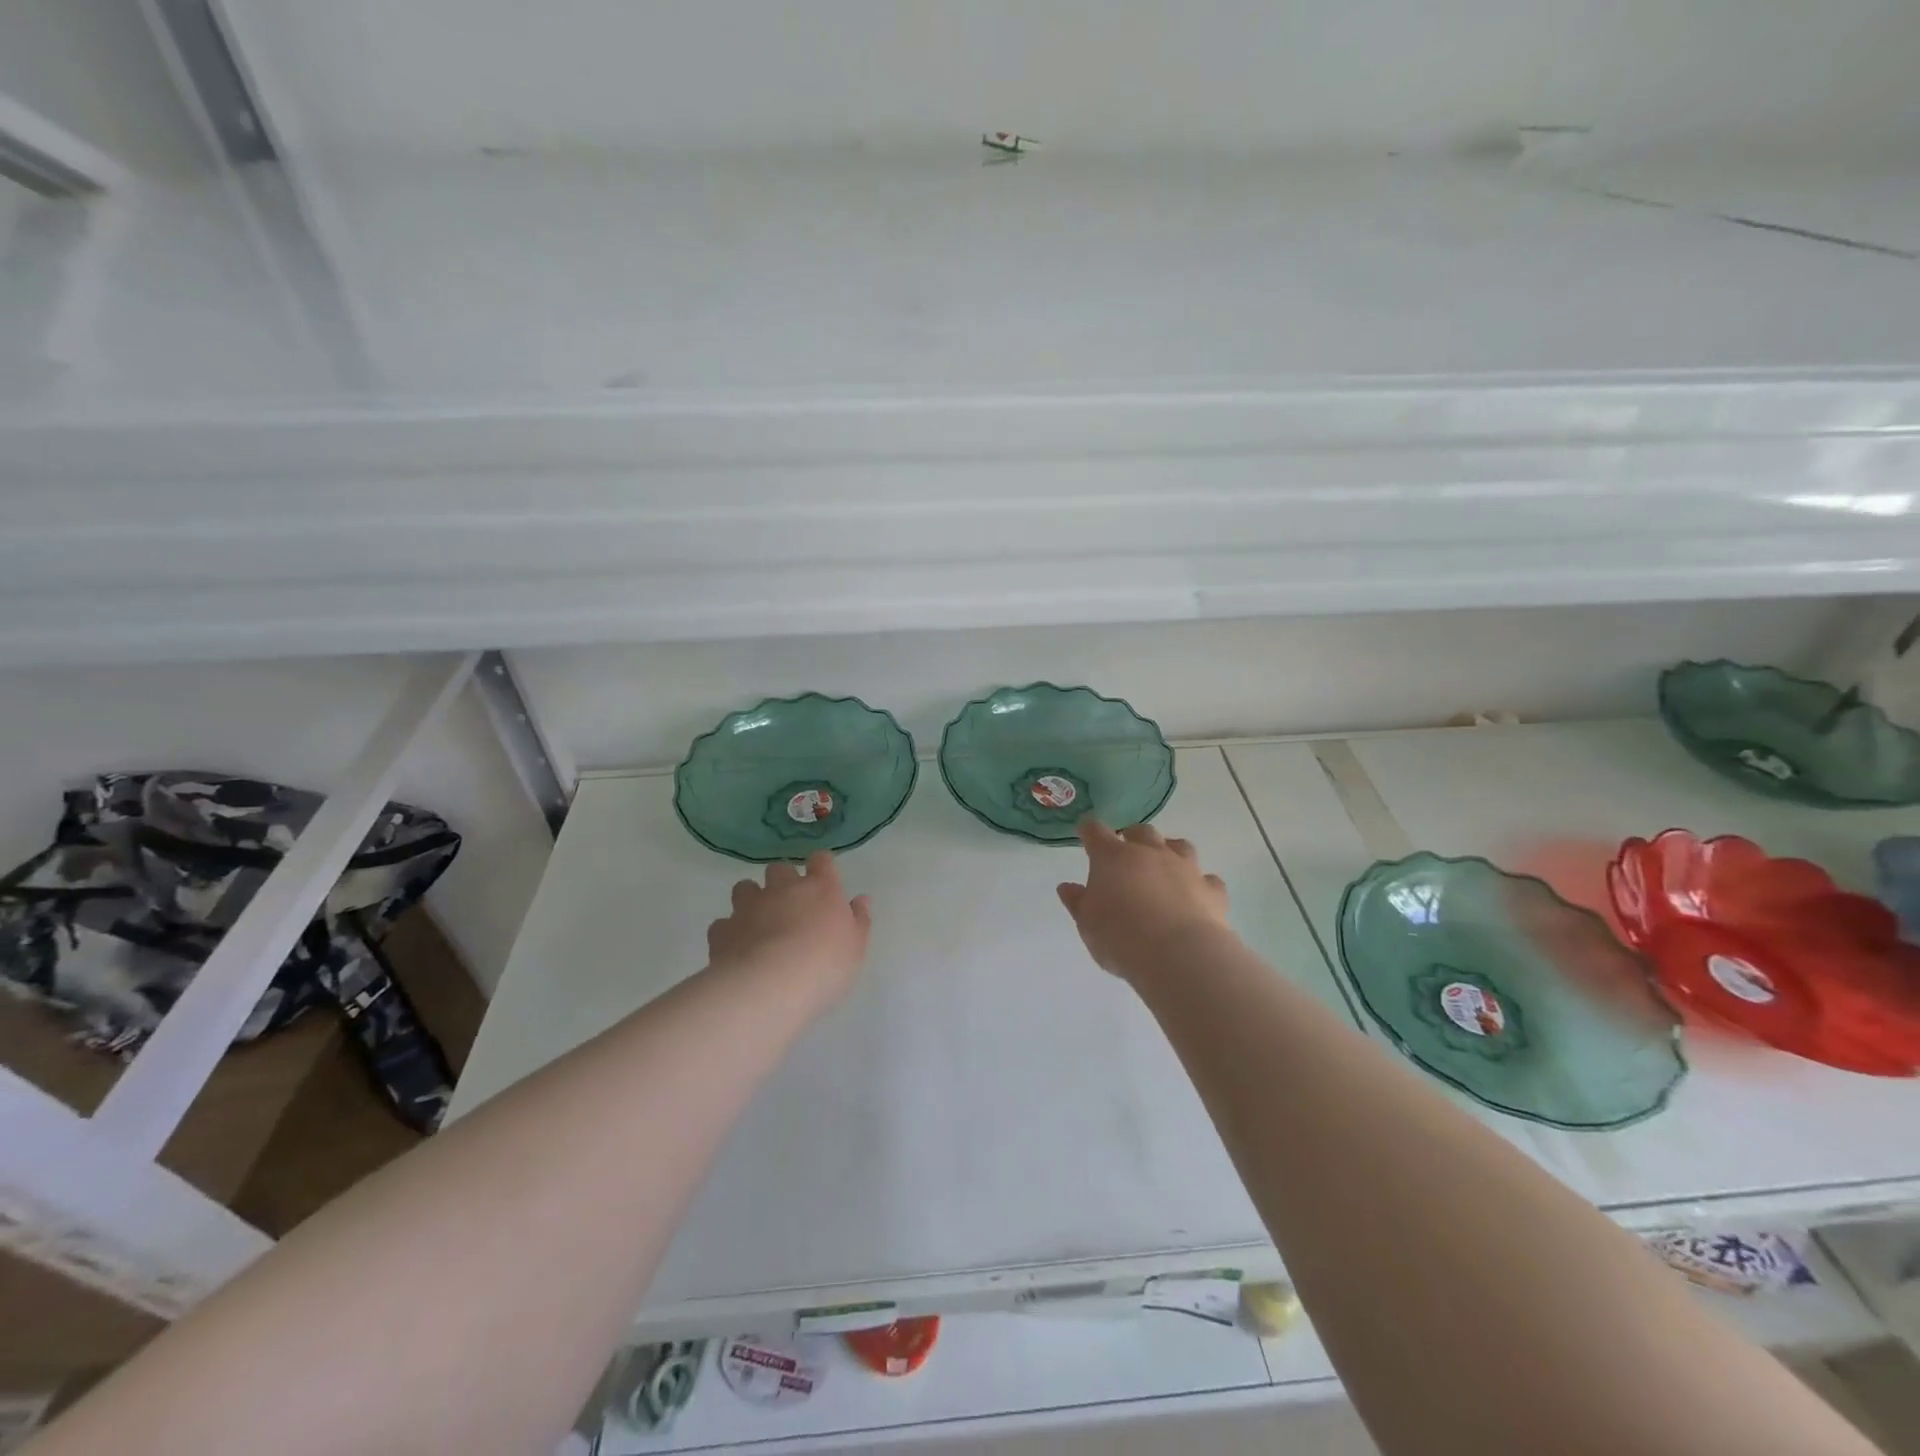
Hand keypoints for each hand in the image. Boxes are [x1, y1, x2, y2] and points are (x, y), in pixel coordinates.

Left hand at [707, 852, 872, 1004]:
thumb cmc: (825, 965)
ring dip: (751, 898)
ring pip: (745, 887)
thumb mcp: (856, 947)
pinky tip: (736, 948)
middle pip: (779, 868)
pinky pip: (723, 923)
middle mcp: (783, 889)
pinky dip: (729, 931)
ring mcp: (749, 907)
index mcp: (820, 889)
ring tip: (757, 921)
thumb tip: (861, 899)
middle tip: (789, 903)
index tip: (823, 876)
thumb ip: (859, 920)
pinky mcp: (723, 930)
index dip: (821, 865)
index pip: (821, 861)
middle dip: (782, 880)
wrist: (771, 986)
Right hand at [1056, 821, 1231, 983]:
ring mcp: (1185, 868)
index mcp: (1112, 857)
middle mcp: (1150, 853)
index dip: (1088, 830)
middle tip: (1126, 852)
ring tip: (1165, 866)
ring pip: (1179, 846)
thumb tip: (1067, 887)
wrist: (1178, 955)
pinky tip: (1196, 896)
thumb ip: (1078, 903)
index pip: (1095, 831)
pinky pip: (1207, 879)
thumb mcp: (1087, 925)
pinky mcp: (1212, 889)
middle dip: (1132, 837)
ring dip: (1170, 851)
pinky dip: (1200, 884)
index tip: (1084, 831)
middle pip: (1141, 831)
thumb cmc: (1120, 937)